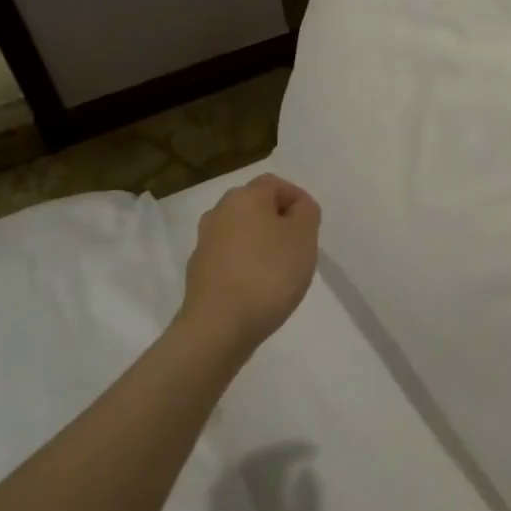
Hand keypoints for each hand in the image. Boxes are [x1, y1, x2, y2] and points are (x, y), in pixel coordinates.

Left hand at [181, 174, 320, 357]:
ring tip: (281, 271)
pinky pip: (230, 258)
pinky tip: (258, 288)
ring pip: (242, 233)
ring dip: (261, 244)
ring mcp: (205, 243)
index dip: (297, 199)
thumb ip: (306, 212)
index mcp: (244, 197)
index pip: (275, 184)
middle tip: (299, 246)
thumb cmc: (268, 273)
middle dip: (279, 221)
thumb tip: (296, 208)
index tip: (312, 225)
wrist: (219, 326)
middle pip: (256, 207)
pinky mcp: (198, 272)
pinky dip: (246, 265)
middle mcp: (219, 212)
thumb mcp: (304, 236)